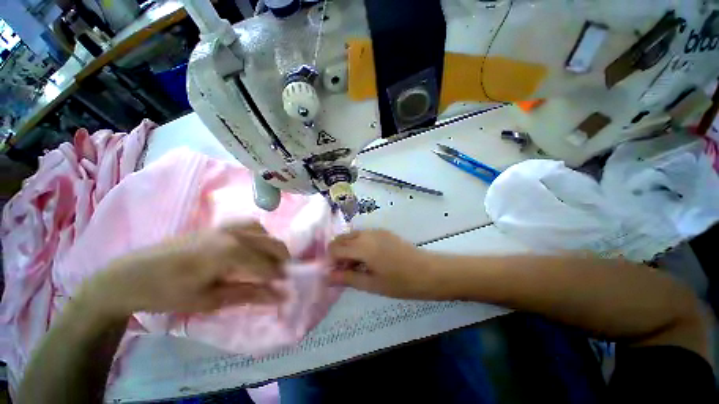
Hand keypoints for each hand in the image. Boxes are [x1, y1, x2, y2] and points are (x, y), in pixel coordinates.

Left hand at [79, 222, 289, 316]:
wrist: (131, 275)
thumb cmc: (169, 293)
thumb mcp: (209, 300)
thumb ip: (248, 294)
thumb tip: (278, 296)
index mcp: (230, 252)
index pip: (267, 264)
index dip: (278, 277)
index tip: (285, 288)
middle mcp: (233, 233)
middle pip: (271, 242)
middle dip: (281, 259)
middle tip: (282, 275)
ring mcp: (225, 226)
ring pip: (263, 231)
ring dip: (271, 245)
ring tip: (270, 261)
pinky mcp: (217, 226)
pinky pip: (248, 225)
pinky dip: (259, 235)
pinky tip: (253, 246)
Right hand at [328, 230, 445, 299]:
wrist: (429, 271)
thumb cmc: (400, 282)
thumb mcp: (371, 284)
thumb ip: (347, 277)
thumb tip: (327, 276)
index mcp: (362, 246)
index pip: (335, 248)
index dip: (331, 261)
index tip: (336, 274)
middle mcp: (366, 233)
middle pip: (341, 238)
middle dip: (337, 253)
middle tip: (346, 271)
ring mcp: (376, 230)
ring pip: (352, 236)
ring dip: (348, 249)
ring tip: (357, 267)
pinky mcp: (383, 232)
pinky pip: (363, 235)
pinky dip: (358, 245)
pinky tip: (368, 259)